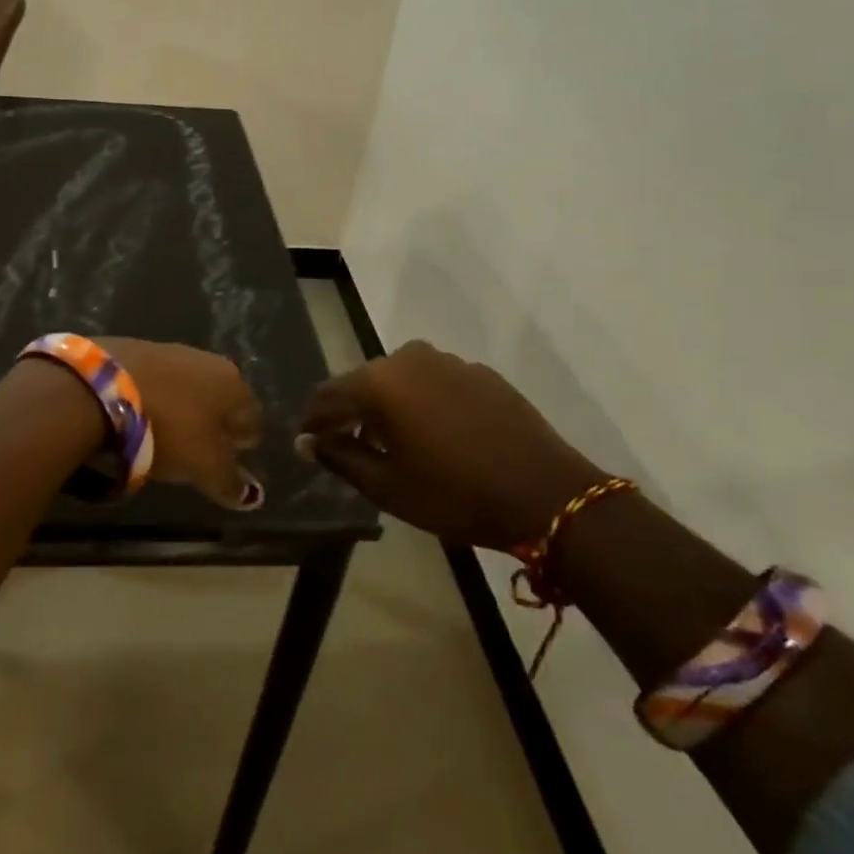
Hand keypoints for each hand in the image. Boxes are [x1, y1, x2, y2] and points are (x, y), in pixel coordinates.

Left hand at [99, 338, 264, 508]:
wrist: (102, 387)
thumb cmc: (168, 428)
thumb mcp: (203, 465)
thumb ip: (229, 481)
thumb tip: (251, 496)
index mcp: (234, 385)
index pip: (252, 418)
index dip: (244, 442)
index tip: (234, 460)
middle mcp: (209, 361)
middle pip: (220, 399)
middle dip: (215, 423)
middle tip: (202, 449)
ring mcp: (171, 351)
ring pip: (189, 387)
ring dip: (184, 408)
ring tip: (169, 434)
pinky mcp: (136, 349)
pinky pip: (157, 382)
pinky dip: (156, 398)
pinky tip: (142, 414)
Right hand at [297, 341, 603, 548]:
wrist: (547, 494)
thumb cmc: (454, 494)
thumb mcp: (386, 486)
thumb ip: (339, 457)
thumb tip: (307, 441)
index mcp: (380, 382)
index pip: (328, 395)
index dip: (313, 420)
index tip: (307, 442)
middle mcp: (410, 359)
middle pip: (364, 382)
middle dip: (351, 412)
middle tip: (346, 445)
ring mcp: (450, 362)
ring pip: (401, 380)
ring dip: (388, 406)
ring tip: (391, 443)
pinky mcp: (481, 374)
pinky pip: (435, 383)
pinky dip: (422, 403)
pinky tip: (435, 435)